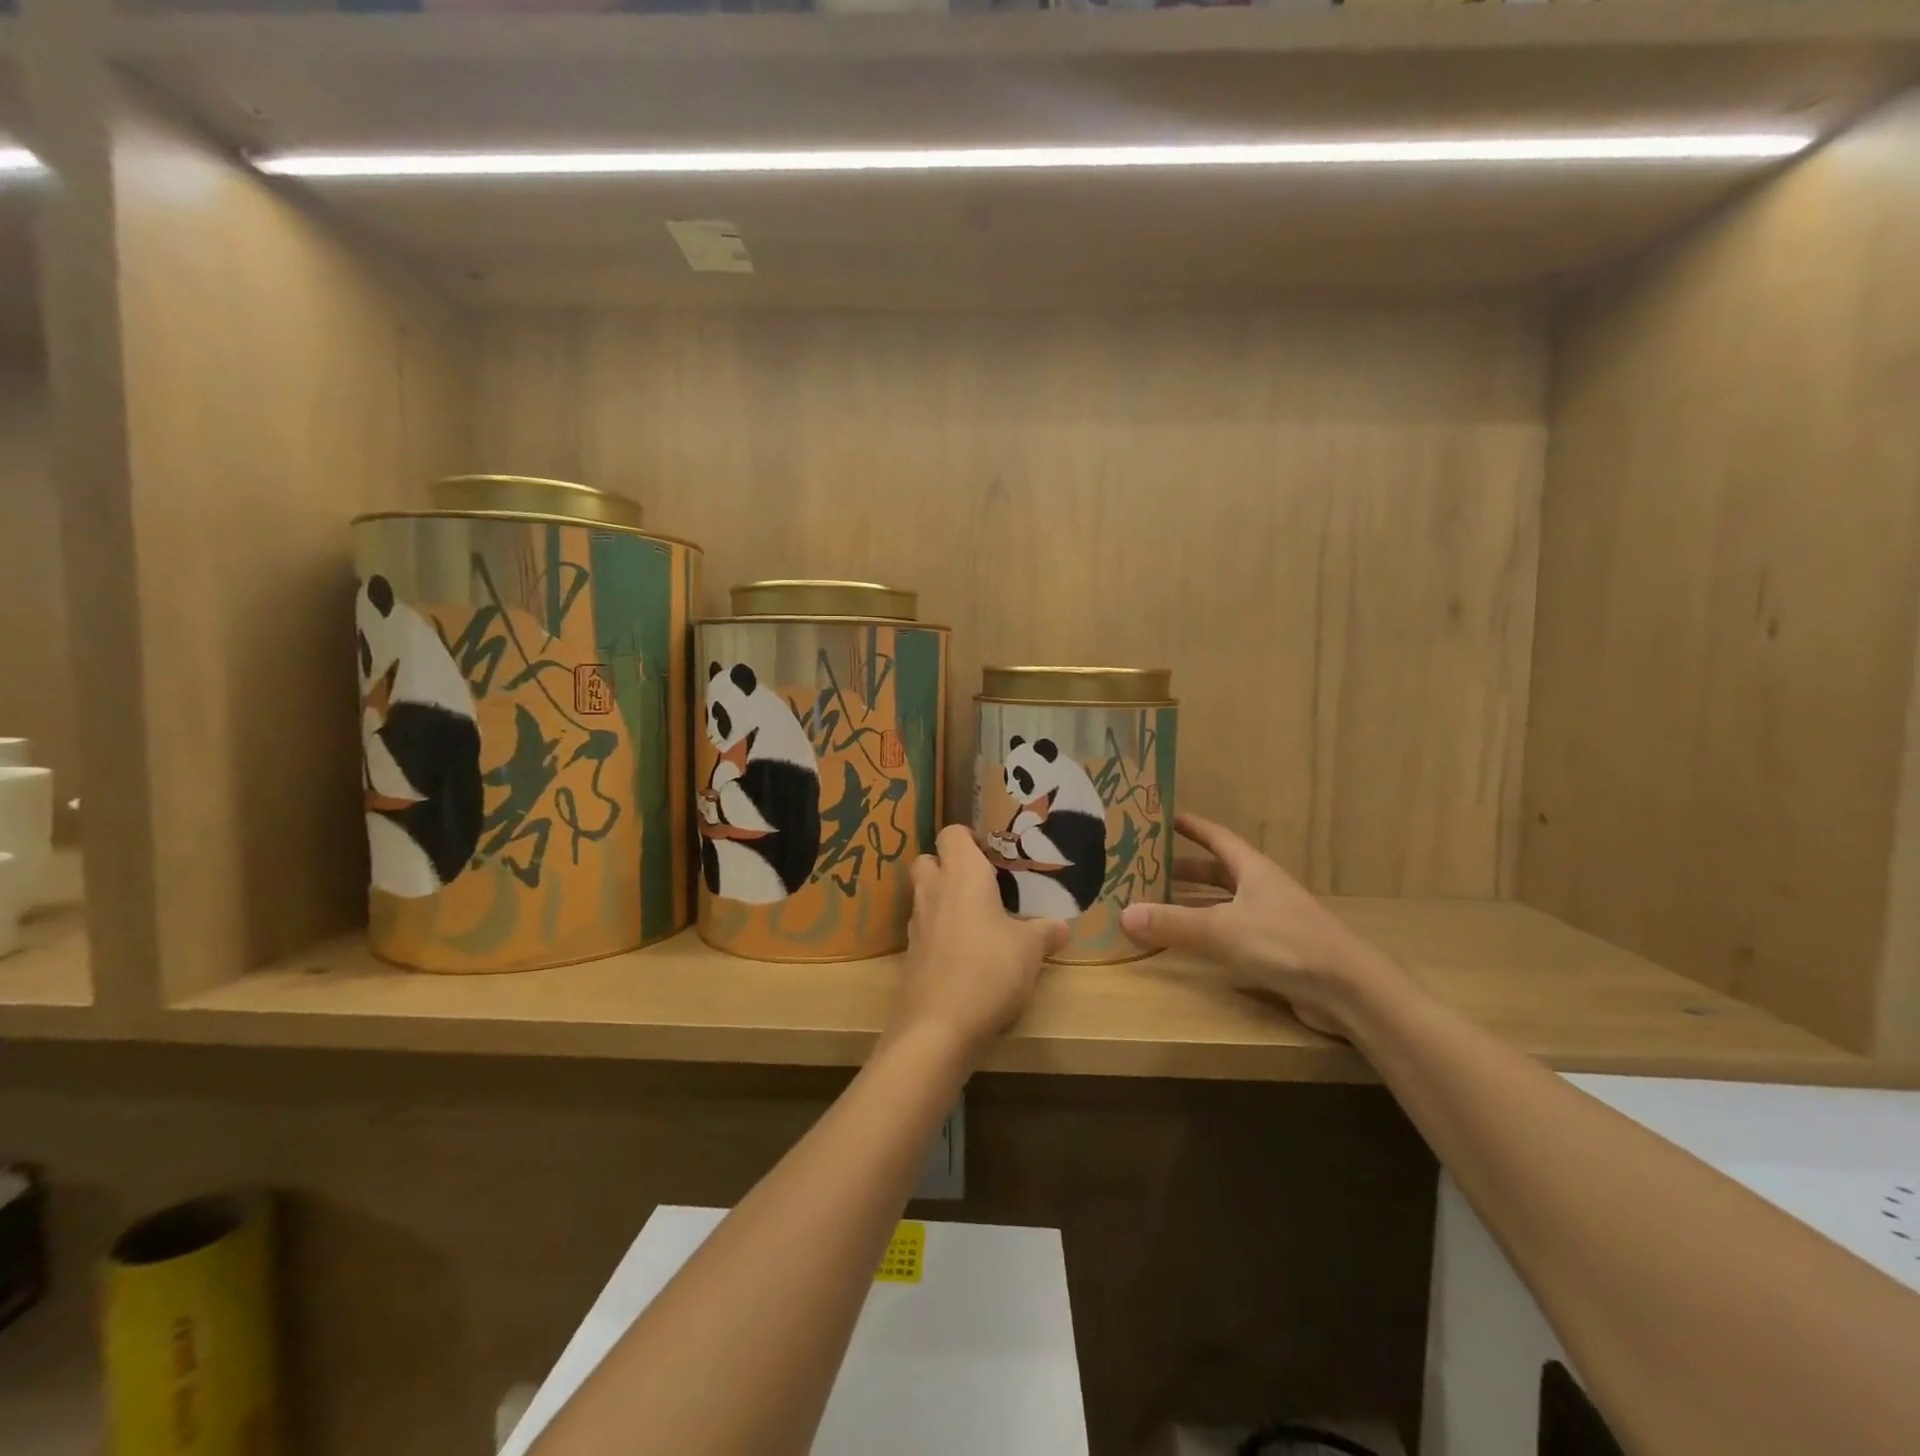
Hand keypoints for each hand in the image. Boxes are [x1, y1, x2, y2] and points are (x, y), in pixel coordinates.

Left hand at [890, 825, 1067, 1059]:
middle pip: (929, 860)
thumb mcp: (1030, 950)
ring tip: (977, 920)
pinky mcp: (910, 954)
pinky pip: (924, 929)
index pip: (952, 834)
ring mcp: (916, 923)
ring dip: (943, 899)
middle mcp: (933, 890)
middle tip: (981, 884)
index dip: (969, 838)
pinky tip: (964, 953)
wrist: (939, 1026)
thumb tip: (1061, 927)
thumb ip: (1045, 932)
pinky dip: (939, 932)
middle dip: (949, 865)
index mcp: (962, 875)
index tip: (993, 856)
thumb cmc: (990, 969)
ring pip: (923, 894)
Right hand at [1120, 812, 1391, 1036]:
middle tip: (1147, 867)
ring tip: (1157, 902)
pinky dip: (1207, 931)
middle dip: (1185, 868)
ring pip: (1223, 903)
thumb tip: (1124, 914)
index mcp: (1253, 870)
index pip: (1217, 837)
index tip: (1163, 817)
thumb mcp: (1223, 930)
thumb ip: (1173, 924)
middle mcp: (1262, 889)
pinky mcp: (1275, 951)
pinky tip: (1187, 942)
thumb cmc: (1286, 944)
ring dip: (1194, 901)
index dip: (1192, 827)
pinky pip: (1231, 931)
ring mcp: (1271, 920)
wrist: (1350, 991)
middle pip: (1218, 871)